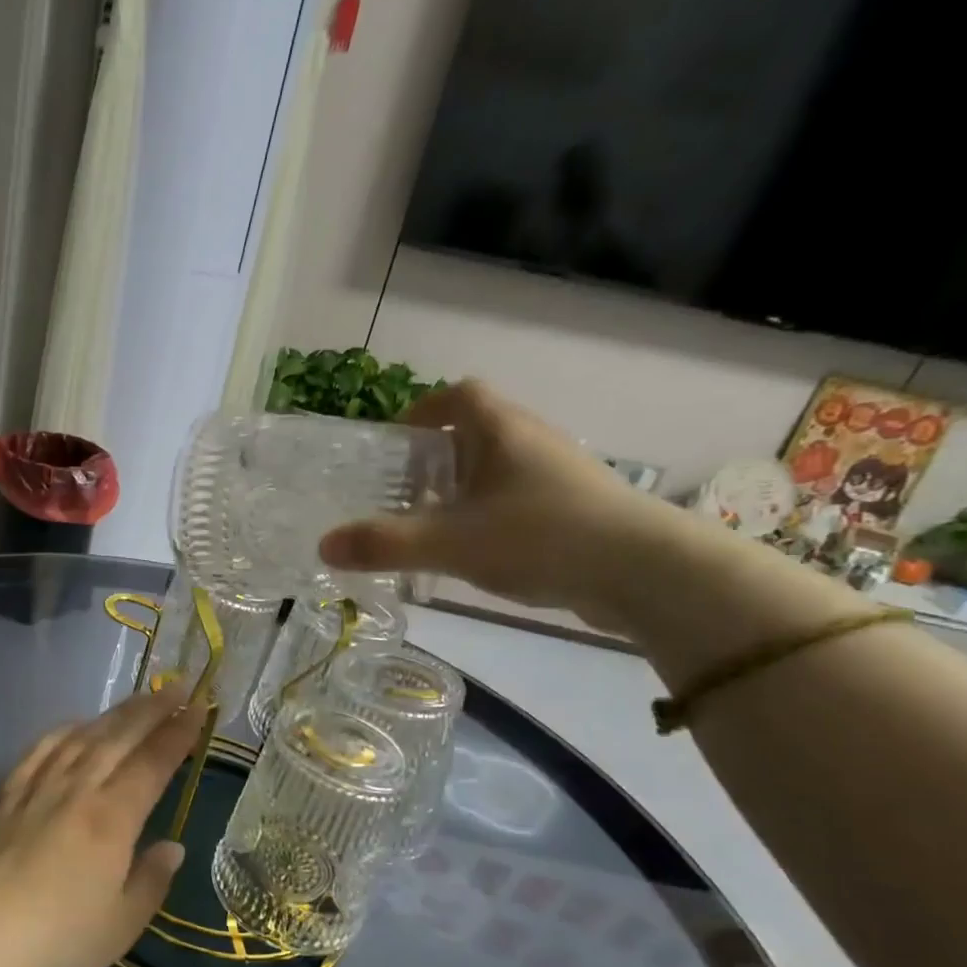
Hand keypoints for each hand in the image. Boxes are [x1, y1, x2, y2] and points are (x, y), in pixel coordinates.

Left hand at [0, 685, 204, 966]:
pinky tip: (71, 727)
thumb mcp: (120, 926)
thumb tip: (172, 847)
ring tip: (133, 700)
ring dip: (111, 714)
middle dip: (151, 710)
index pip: (152, 763)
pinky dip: (62, 731)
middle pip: (118, 738)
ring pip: (80, 737)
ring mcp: (33, 789)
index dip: (178, 734)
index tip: (198, 708)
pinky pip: (37, 751)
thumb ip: (151, 880)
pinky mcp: (0, 797)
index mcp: (111, 819)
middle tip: (175, 686)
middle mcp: (75, 790)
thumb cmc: (54, 941)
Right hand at [318, 378, 689, 629]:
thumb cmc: (540, 536)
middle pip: (476, 431)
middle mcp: (532, 441)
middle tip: (403, 491)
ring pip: (499, 467)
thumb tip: (322, 546)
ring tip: (435, 525)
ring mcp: (559, 474)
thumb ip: (385, 543)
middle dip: (436, 457)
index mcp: (501, 430)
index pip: (459, 395)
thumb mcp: (450, 542)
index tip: (397, 441)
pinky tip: (480, 551)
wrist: (644, 571)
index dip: (423, 409)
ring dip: (464, 489)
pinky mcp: (576, 507)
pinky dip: (491, 513)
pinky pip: (520, 497)